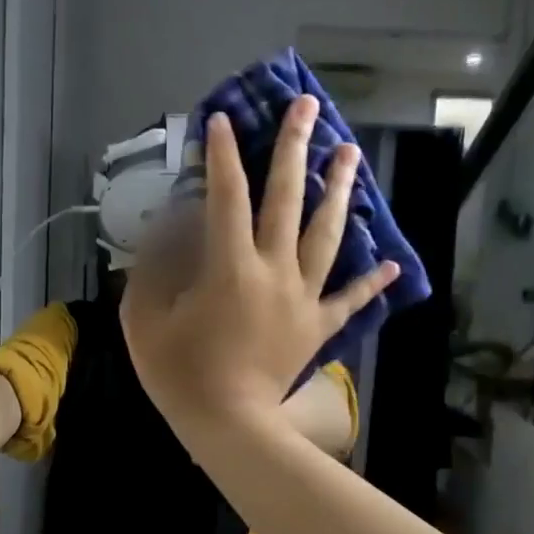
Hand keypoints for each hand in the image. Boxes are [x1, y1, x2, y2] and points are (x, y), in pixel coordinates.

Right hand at [121, 96, 397, 438]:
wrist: (229, 427)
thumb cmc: (180, 374)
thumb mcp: (144, 318)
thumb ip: (152, 268)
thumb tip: (168, 231)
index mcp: (229, 265)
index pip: (225, 196)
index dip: (221, 155)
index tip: (221, 120)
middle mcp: (274, 270)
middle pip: (288, 199)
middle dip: (295, 148)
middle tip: (308, 106)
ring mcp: (302, 297)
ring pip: (327, 235)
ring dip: (339, 191)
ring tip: (350, 153)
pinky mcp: (317, 326)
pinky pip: (348, 300)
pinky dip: (369, 282)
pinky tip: (389, 262)